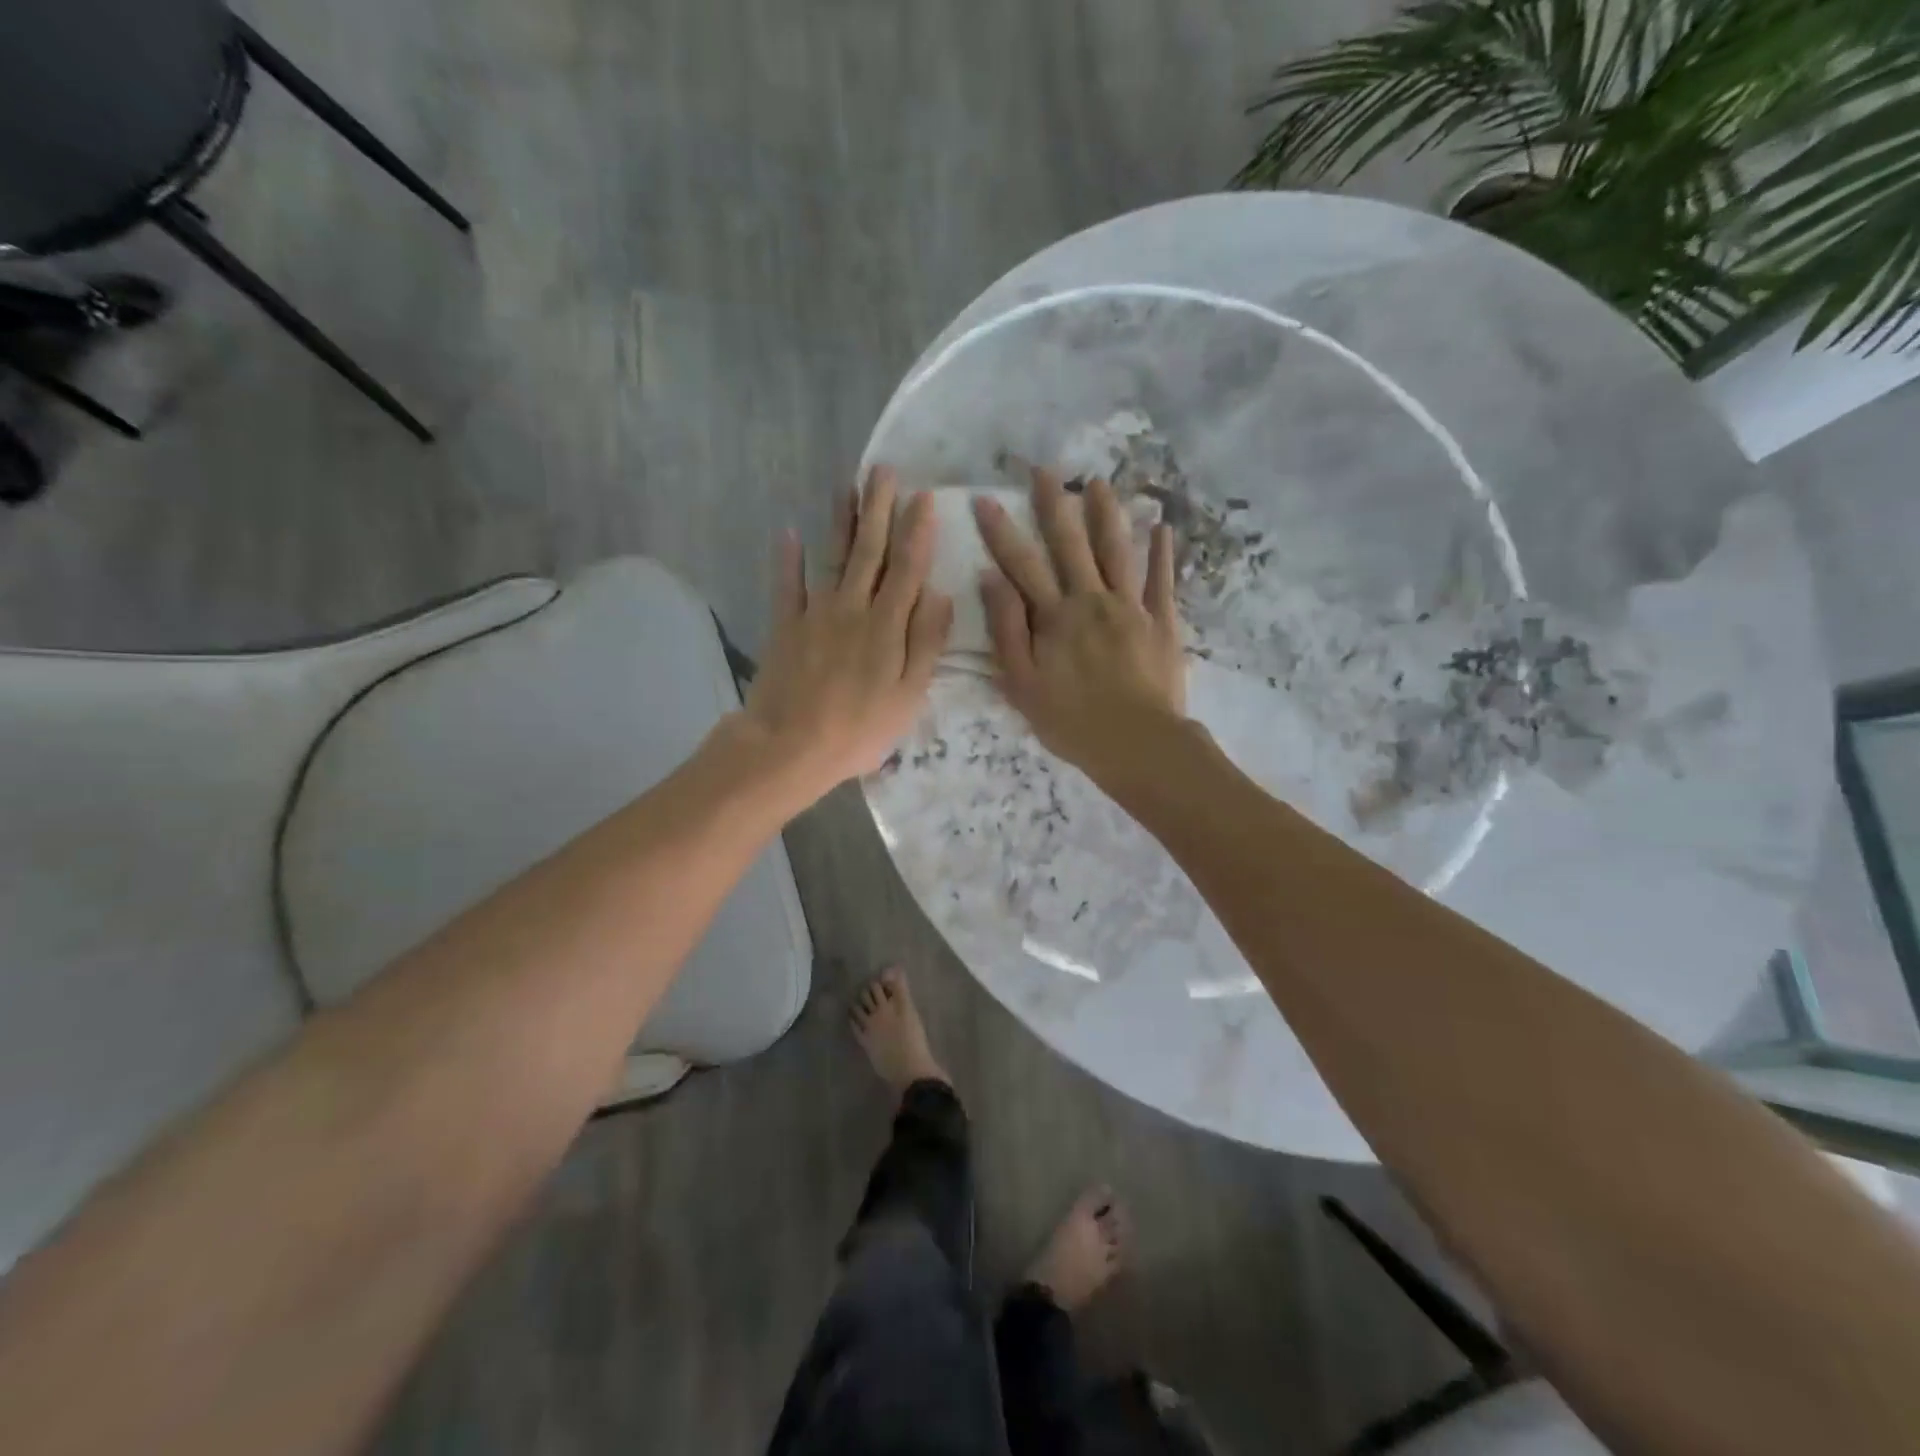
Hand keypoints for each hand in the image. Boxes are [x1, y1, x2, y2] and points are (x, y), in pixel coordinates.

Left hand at [740, 467, 952, 801]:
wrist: (791, 746)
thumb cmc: (859, 729)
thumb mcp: (909, 696)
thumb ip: (926, 643)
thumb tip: (941, 594)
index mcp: (888, 626)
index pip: (908, 568)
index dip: (917, 531)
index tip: (924, 496)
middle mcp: (853, 608)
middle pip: (870, 551)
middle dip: (879, 508)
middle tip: (883, 470)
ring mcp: (816, 614)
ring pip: (833, 557)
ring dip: (842, 520)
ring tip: (847, 485)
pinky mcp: (785, 626)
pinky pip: (787, 585)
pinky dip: (788, 558)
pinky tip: (789, 532)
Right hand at [974, 466, 1186, 780]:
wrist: (1137, 743)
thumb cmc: (1072, 721)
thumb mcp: (1023, 684)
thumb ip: (1007, 630)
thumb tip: (992, 580)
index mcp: (1054, 617)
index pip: (1021, 565)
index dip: (1001, 531)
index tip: (985, 498)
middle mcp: (1090, 600)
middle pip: (1070, 544)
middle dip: (1054, 504)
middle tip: (1044, 470)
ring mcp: (1130, 607)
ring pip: (1116, 550)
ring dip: (1106, 514)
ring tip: (1098, 482)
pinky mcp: (1162, 621)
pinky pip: (1162, 580)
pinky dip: (1162, 552)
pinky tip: (1162, 527)